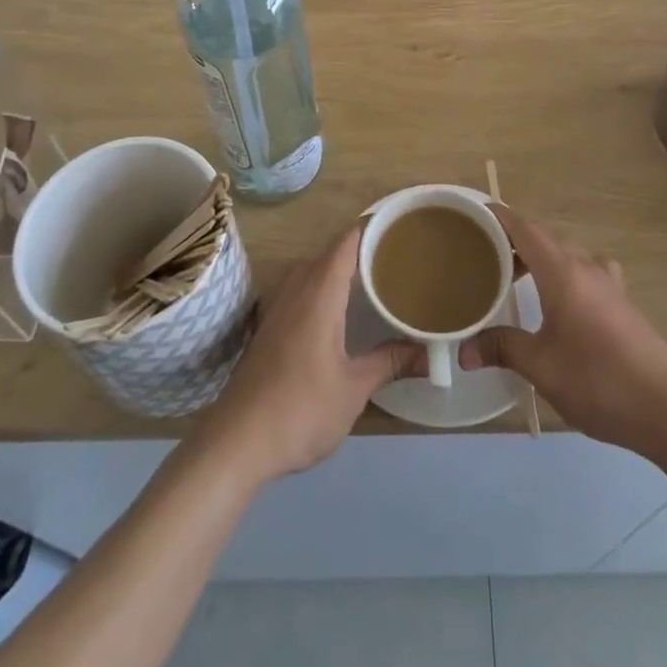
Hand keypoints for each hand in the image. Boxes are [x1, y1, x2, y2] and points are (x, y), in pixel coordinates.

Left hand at [201, 224, 421, 486]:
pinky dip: (324, 285)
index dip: (372, 226)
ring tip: (374, 275)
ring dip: (341, 266)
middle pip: (331, 251)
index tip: (401, 224)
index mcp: (319, 292)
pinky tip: (339, 309)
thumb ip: (390, 363)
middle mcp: (296, 288)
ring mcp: (278, 306)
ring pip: (313, 269)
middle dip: (362, 246)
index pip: (347, 241)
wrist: (236, 442)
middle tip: (399, 253)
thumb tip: (430, 354)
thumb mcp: (354, 388)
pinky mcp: (269, 326)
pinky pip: (301, 288)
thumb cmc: (300, 409)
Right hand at [462, 206, 666, 459]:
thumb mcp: (541, 367)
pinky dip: (566, 271)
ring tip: (520, 275)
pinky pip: (587, 269)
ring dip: (542, 256)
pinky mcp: (623, 302)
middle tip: (486, 253)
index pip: (525, 229)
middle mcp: (586, 267)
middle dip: (516, 240)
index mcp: (562, 272)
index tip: (475, 212)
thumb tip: (464, 351)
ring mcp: (609, 283)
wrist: (666, 409)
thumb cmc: (597, 380)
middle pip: (546, 238)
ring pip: (568, 253)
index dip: (500, 217)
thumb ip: (502, 349)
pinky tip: (564, 299)